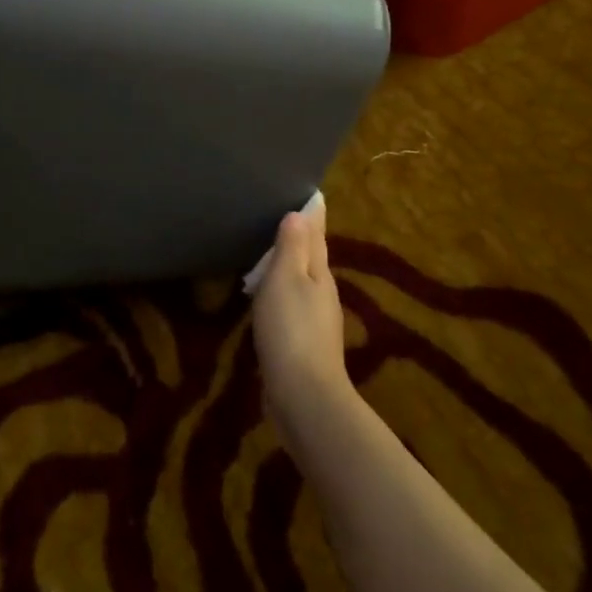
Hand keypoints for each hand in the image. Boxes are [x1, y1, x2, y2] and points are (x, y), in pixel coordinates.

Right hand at [248, 193, 351, 430]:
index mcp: (320, 275)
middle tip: (283, 219)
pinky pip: (292, 311)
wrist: (303, 397)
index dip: (312, 217)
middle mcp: (323, 296)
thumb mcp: (286, 279)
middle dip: (301, 241)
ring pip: (302, 286)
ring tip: (270, 257)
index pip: (317, 236)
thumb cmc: (291, 330)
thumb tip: (301, 213)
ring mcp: (315, 324)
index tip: (311, 195)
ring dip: (290, 270)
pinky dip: (282, 297)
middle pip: (312, 261)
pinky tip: (269, 302)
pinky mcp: (303, 348)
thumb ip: (292, 247)